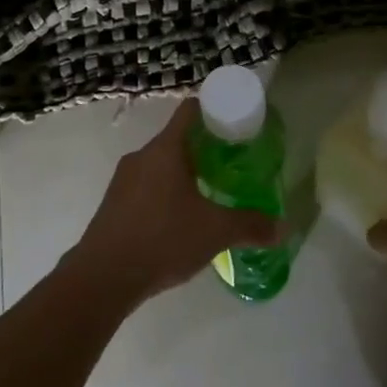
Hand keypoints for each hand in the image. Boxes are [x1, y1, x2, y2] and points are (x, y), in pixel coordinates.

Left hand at [66, 98, 283, 307]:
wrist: (102, 277)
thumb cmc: (162, 239)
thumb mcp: (215, 232)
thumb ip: (250, 226)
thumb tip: (284, 228)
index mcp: (165, 149)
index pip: (190, 111)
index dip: (213, 110)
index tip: (235, 123)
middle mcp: (141, 156)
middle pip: (176, 139)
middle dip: (203, 149)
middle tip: (230, 165)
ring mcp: (123, 180)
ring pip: (160, 165)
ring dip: (183, 174)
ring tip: (208, 195)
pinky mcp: (113, 204)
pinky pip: (145, 187)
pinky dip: (164, 194)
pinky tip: (178, 221)